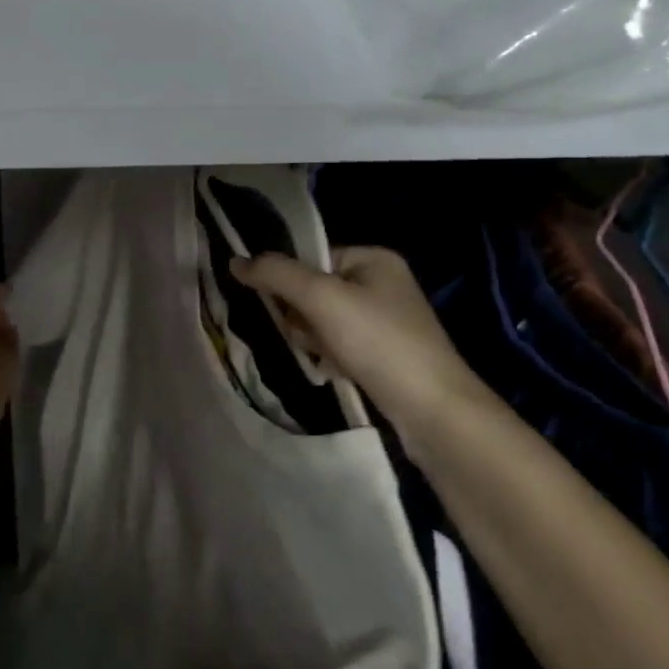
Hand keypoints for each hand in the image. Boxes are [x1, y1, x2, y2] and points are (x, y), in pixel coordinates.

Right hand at [232, 247, 495, 441]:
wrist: (433, 411)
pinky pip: (339, 344)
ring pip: (323, 320)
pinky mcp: (385, 354)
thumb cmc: (378, 342)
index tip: (283, 308)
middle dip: (301, 315)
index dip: (290, 281)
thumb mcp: (321, 298)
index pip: (312, 257)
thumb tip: (235, 261)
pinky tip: (334, 372)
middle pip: (315, 289)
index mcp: (374, 258)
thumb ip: (276, 274)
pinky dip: (329, 356)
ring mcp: (386, 321)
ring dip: (312, 338)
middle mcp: (382, 283)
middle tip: (307, 336)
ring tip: (323, 357)